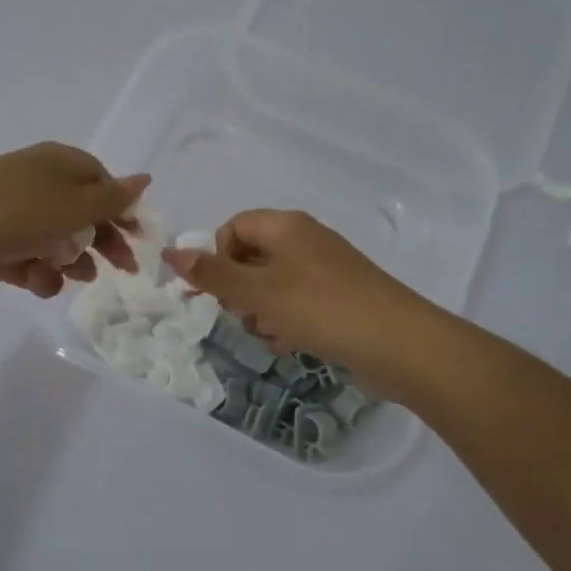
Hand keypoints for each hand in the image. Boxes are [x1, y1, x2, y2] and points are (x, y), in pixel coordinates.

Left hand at [0, 142, 146, 299]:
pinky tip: (39, 285)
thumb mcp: (73, 205)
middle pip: (81, 213)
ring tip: (74, 279)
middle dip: (101, 241)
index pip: (101, 181)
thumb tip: (144, 178)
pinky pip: (25, 259)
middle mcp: (35, 183)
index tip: (138, 239)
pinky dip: (37, 273)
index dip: (122, 209)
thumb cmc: (13, 214)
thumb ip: (112, 198)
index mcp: (57, 164)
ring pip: (54, 239)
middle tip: (121, 270)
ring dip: (70, 261)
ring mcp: (10, 214)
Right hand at [163, 210, 434, 384]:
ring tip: (273, 334)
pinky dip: (288, 321)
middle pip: (252, 257)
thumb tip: (172, 253)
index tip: (218, 291)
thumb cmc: (321, 308)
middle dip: (240, 290)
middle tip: (245, 317)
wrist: (399, 344)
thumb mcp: (258, 291)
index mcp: (286, 226)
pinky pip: (298, 303)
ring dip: (262, 311)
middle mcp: (306, 240)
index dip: (218, 257)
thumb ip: (213, 274)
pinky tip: (293, 344)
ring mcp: (326, 270)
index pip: (234, 228)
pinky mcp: (340, 298)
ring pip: (273, 285)